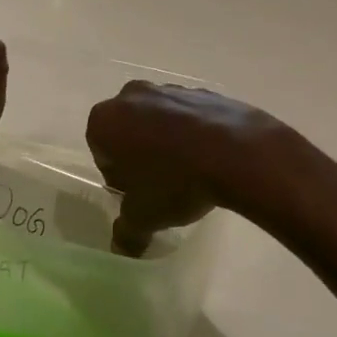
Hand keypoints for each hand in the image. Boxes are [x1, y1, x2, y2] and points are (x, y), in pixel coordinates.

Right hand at [86, 81, 291, 256]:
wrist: (235, 151)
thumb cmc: (175, 182)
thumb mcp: (144, 217)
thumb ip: (126, 232)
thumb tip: (121, 248)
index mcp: (105, 121)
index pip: (101, 152)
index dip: (118, 177)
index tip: (137, 194)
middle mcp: (131, 96)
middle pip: (128, 130)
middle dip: (139, 154)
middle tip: (160, 185)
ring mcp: (169, 88)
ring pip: (158, 120)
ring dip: (166, 141)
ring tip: (189, 173)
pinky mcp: (201, 90)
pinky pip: (188, 115)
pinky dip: (193, 132)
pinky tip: (209, 157)